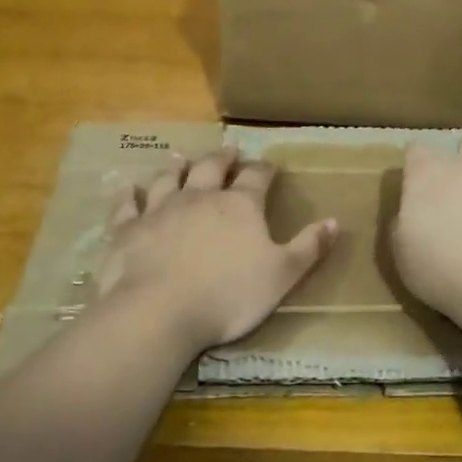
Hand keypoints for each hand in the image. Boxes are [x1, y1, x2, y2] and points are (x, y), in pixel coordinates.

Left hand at [96, 147, 337, 350]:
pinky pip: (126, 206)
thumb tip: (334, 220)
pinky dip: (127, 195)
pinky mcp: (128, 229)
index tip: (269, 165)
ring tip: (180, 157)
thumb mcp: (282, 275)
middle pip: (212, 168)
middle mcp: (200, 197)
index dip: (265, 169)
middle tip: (229, 151)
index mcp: (240, 206)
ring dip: (177, 167)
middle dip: (223, 158)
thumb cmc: (229, 295)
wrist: (159, 311)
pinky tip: (126, 186)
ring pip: (169, 179)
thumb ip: (308, 247)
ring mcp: (161, 210)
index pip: (257, 178)